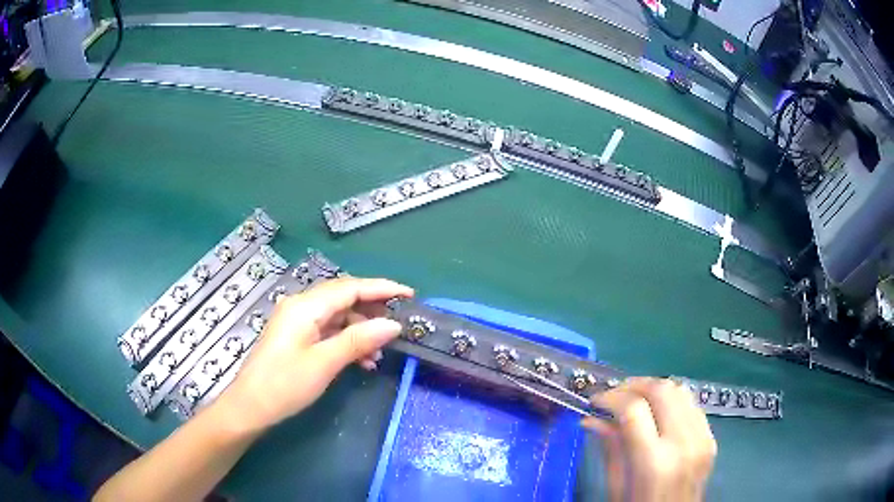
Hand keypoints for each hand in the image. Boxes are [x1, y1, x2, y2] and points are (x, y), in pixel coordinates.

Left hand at [214, 277, 413, 433]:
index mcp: (305, 306)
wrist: (250, 407)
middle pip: (344, 298)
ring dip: (360, 331)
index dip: (381, 288)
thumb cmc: (285, 384)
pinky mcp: (296, 337)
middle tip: (399, 323)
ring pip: (337, 316)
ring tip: (380, 353)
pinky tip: (362, 361)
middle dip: (373, 309)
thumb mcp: (324, 363)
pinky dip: (347, 341)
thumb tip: (392, 324)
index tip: (410, 294)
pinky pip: (328, 331)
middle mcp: (300, 306)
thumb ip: (358, 340)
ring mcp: (297, 321)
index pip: (350, 287)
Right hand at [582, 378, 716, 501]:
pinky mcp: (711, 439)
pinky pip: (693, 405)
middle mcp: (682, 443)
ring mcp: (702, 439)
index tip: (595, 401)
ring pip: (680, 390)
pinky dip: (673, 401)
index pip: (633, 409)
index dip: (611, 397)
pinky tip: (659, 413)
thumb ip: (610, 449)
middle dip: (634, 385)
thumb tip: (591, 418)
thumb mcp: (616, 487)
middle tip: (615, 395)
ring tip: (635, 400)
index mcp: (653, 462)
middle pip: (662, 390)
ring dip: (655, 389)